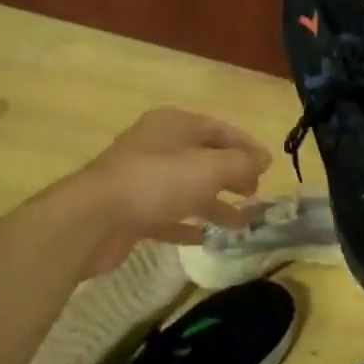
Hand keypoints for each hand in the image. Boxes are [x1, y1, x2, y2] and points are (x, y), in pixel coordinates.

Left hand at [69, 108, 271, 272]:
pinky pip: (166, 216)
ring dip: (214, 205)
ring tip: (241, 223)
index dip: (245, 146)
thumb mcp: (209, 168)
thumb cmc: (157, 181)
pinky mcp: (130, 212)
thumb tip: (264, 160)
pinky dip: (186, 225)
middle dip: (231, 176)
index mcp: (172, 125)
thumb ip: (241, 163)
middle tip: (254, 194)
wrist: (94, 218)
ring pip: (186, 189)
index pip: (217, 129)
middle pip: (201, 158)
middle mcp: (156, 147)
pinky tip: (204, 238)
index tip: (269, 167)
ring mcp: (140, 180)